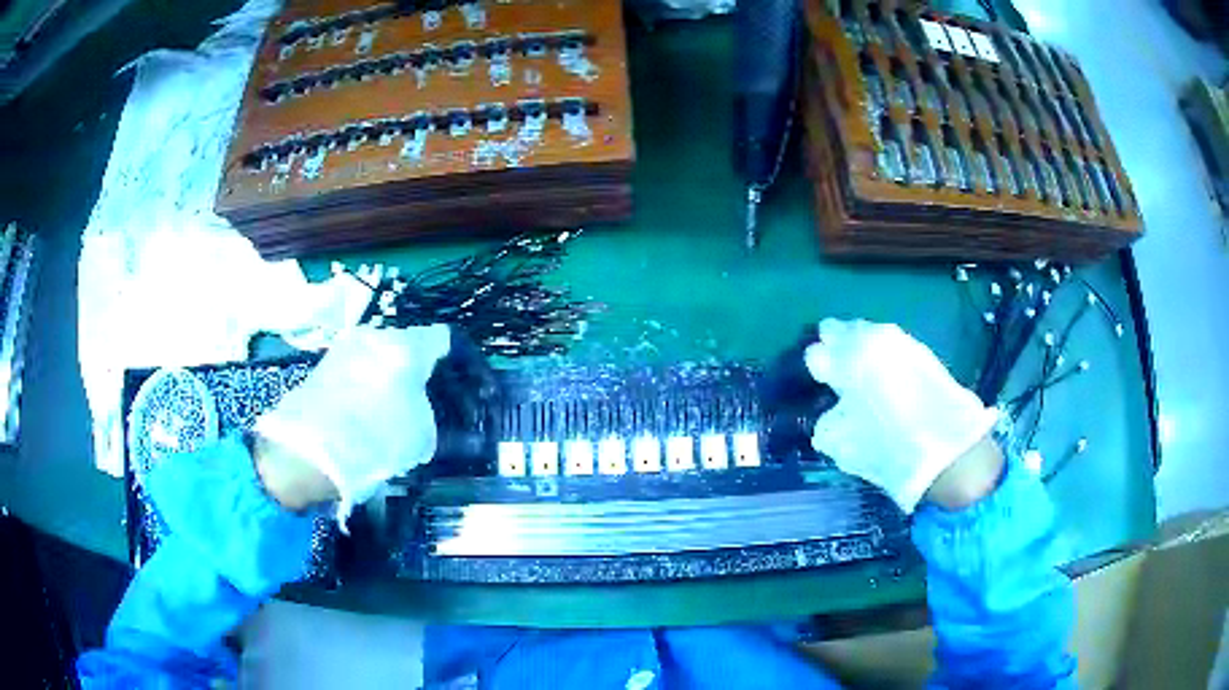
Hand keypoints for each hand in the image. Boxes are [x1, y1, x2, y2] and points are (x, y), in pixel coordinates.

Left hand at [253, 324, 450, 521]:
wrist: (308, 452)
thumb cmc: (375, 439)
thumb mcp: (422, 436)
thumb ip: (435, 417)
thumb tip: (433, 414)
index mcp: (406, 346)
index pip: (445, 338)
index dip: (461, 363)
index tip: (468, 386)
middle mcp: (375, 336)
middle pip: (410, 347)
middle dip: (423, 372)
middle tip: (431, 403)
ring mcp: (344, 348)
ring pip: (381, 358)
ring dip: (393, 379)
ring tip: (396, 414)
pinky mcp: (323, 365)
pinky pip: (358, 370)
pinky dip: (369, 387)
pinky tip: (367, 416)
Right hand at [805, 319, 999, 512]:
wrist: (950, 453)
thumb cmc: (888, 448)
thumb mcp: (841, 444)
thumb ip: (827, 420)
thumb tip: (831, 408)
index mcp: (850, 356)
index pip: (816, 351)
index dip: (814, 370)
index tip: (817, 386)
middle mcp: (875, 337)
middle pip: (842, 332)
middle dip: (836, 351)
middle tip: (838, 378)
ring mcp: (902, 341)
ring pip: (869, 337)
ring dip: (861, 353)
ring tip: (864, 383)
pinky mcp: (923, 352)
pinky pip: (891, 348)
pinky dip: (883, 360)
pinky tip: (888, 386)